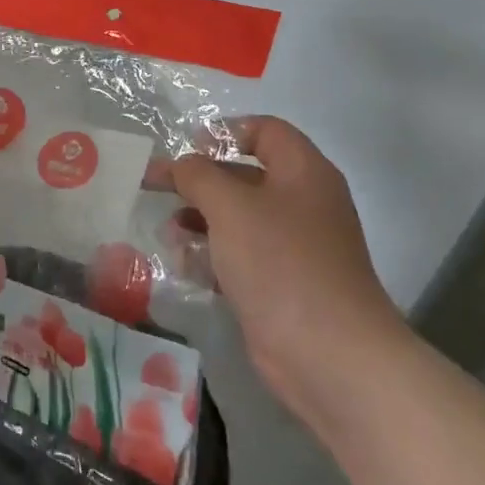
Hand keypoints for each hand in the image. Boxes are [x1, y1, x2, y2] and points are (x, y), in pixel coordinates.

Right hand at [169, 117, 408, 420]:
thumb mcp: (231, 207)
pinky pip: (241, 256)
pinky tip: (183, 265)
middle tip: (155, 185)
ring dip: (200, 219)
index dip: (226, 131)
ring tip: (167, 232)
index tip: (187, 147)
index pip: (266, 130)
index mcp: (303, 172)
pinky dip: (212, 255)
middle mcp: (303, 204)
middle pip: (245, 175)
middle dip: (199, 180)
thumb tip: (183, 165)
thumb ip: (199, 175)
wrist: (329, 354)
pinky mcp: (282, 284)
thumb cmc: (281, 263)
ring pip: (239, 219)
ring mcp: (294, 247)